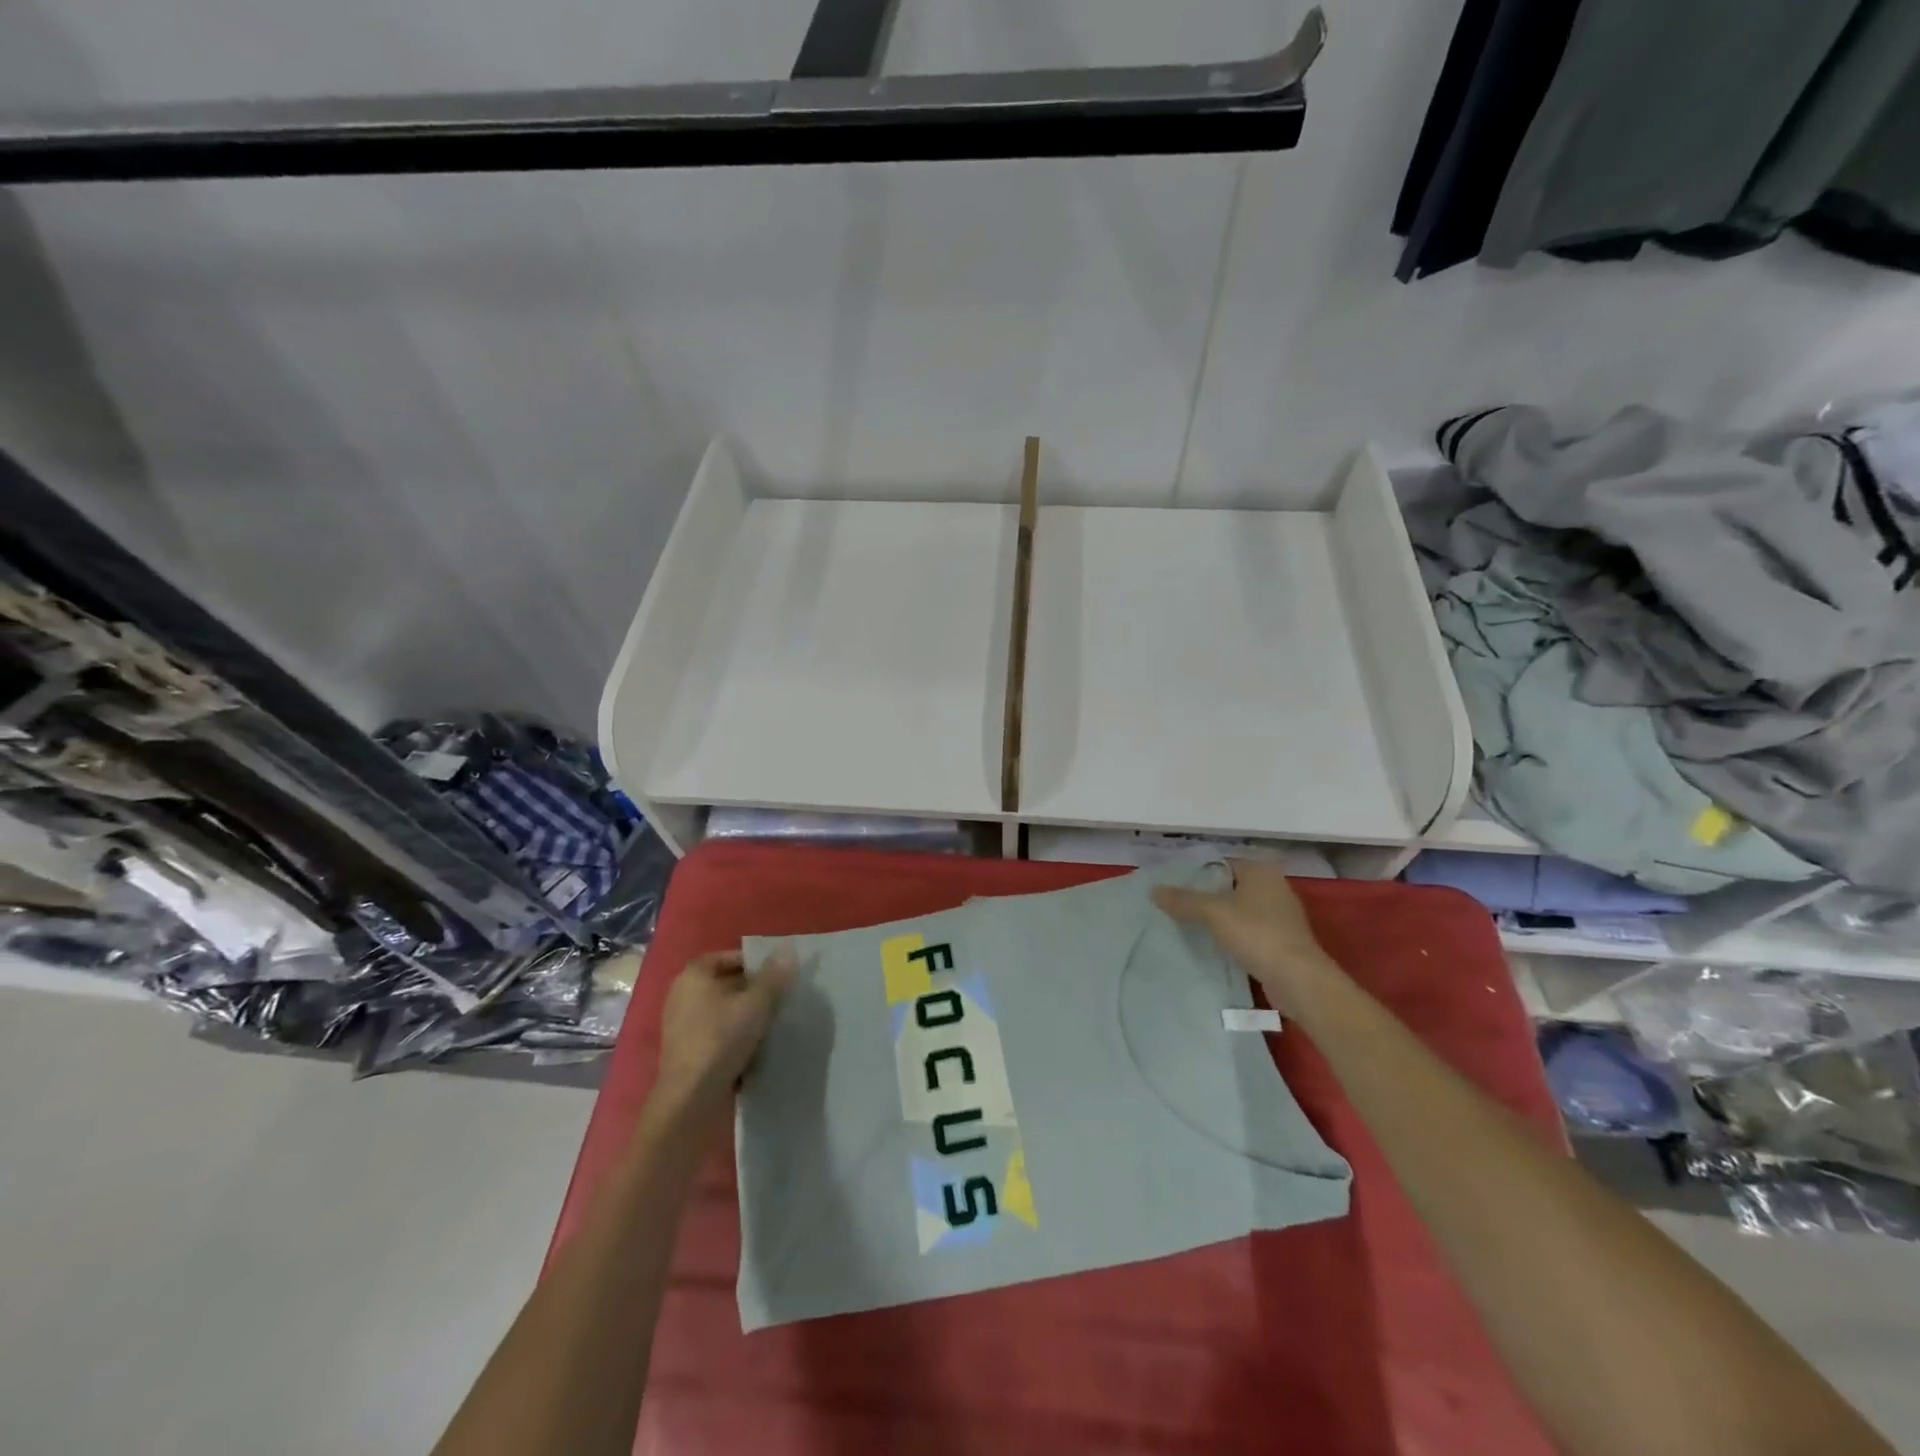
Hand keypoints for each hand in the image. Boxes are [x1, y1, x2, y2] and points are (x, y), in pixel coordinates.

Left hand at [652, 948, 796, 1120]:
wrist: (691, 1097)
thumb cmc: (722, 1038)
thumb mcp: (757, 1003)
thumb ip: (774, 976)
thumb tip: (788, 948)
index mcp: (694, 974)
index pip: (729, 957)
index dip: (755, 964)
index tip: (778, 977)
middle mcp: (682, 994)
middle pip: (726, 983)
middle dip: (753, 990)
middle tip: (780, 999)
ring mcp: (680, 1024)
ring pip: (722, 1010)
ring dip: (744, 1015)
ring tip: (771, 1024)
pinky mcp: (684, 1050)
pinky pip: (715, 1032)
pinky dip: (732, 1035)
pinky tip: (753, 1048)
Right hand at [1153, 859, 1341, 1015]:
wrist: (1297, 979)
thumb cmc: (1256, 933)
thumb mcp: (1213, 912)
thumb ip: (1183, 900)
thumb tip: (1154, 891)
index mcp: (1261, 871)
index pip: (1222, 862)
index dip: (1197, 871)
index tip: (1173, 883)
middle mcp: (1274, 887)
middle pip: (1230, 886)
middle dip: (1206, 895)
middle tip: (1176, 904)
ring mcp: (1281, 915)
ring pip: (1240, 909)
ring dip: (1219, 917)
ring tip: (1188, 924)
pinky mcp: (1282, 940)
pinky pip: (1249, 930)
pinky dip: (1233, 935)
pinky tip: (1213, 945)